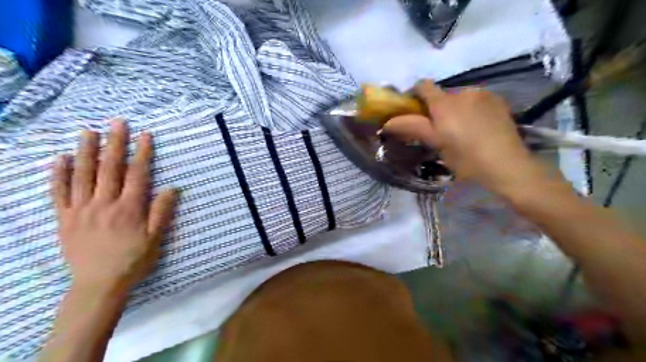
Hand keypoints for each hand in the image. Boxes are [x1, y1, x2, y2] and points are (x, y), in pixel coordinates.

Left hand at [51, 120, 175, 291]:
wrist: (99, 284)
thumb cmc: (133, 260)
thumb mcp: (156, 238)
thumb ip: (162, 212)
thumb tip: (171, 188)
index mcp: (129, 209)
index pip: (137, 174)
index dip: (142, 153)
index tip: (145, 135)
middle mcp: (104, 204)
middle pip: (109, 168)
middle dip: (115, 143)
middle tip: (117, 122)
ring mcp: (81, 210)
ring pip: (83, 175)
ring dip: (86, 151)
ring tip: (88, 131)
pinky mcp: (64, 218)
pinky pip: (59, 193)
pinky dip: (58, 174)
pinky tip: (60, 158)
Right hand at [379, 80, 552, 196]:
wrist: (507, 165)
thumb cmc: (466, 158)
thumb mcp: (436, 144)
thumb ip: (412, 127)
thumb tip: (387, 122)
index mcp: (445, 103)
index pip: (423, 86)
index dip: (415, 95)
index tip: (415, 111)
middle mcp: (463, 92)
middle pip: (442, 94)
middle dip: (437, 108)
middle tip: (441, 130)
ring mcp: (483, 94)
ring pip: (460, 97)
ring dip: (455, 108)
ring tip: (462, 130)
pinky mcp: (498, 100)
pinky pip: (476, 99)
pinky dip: (471, 109)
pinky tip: (478, 127)